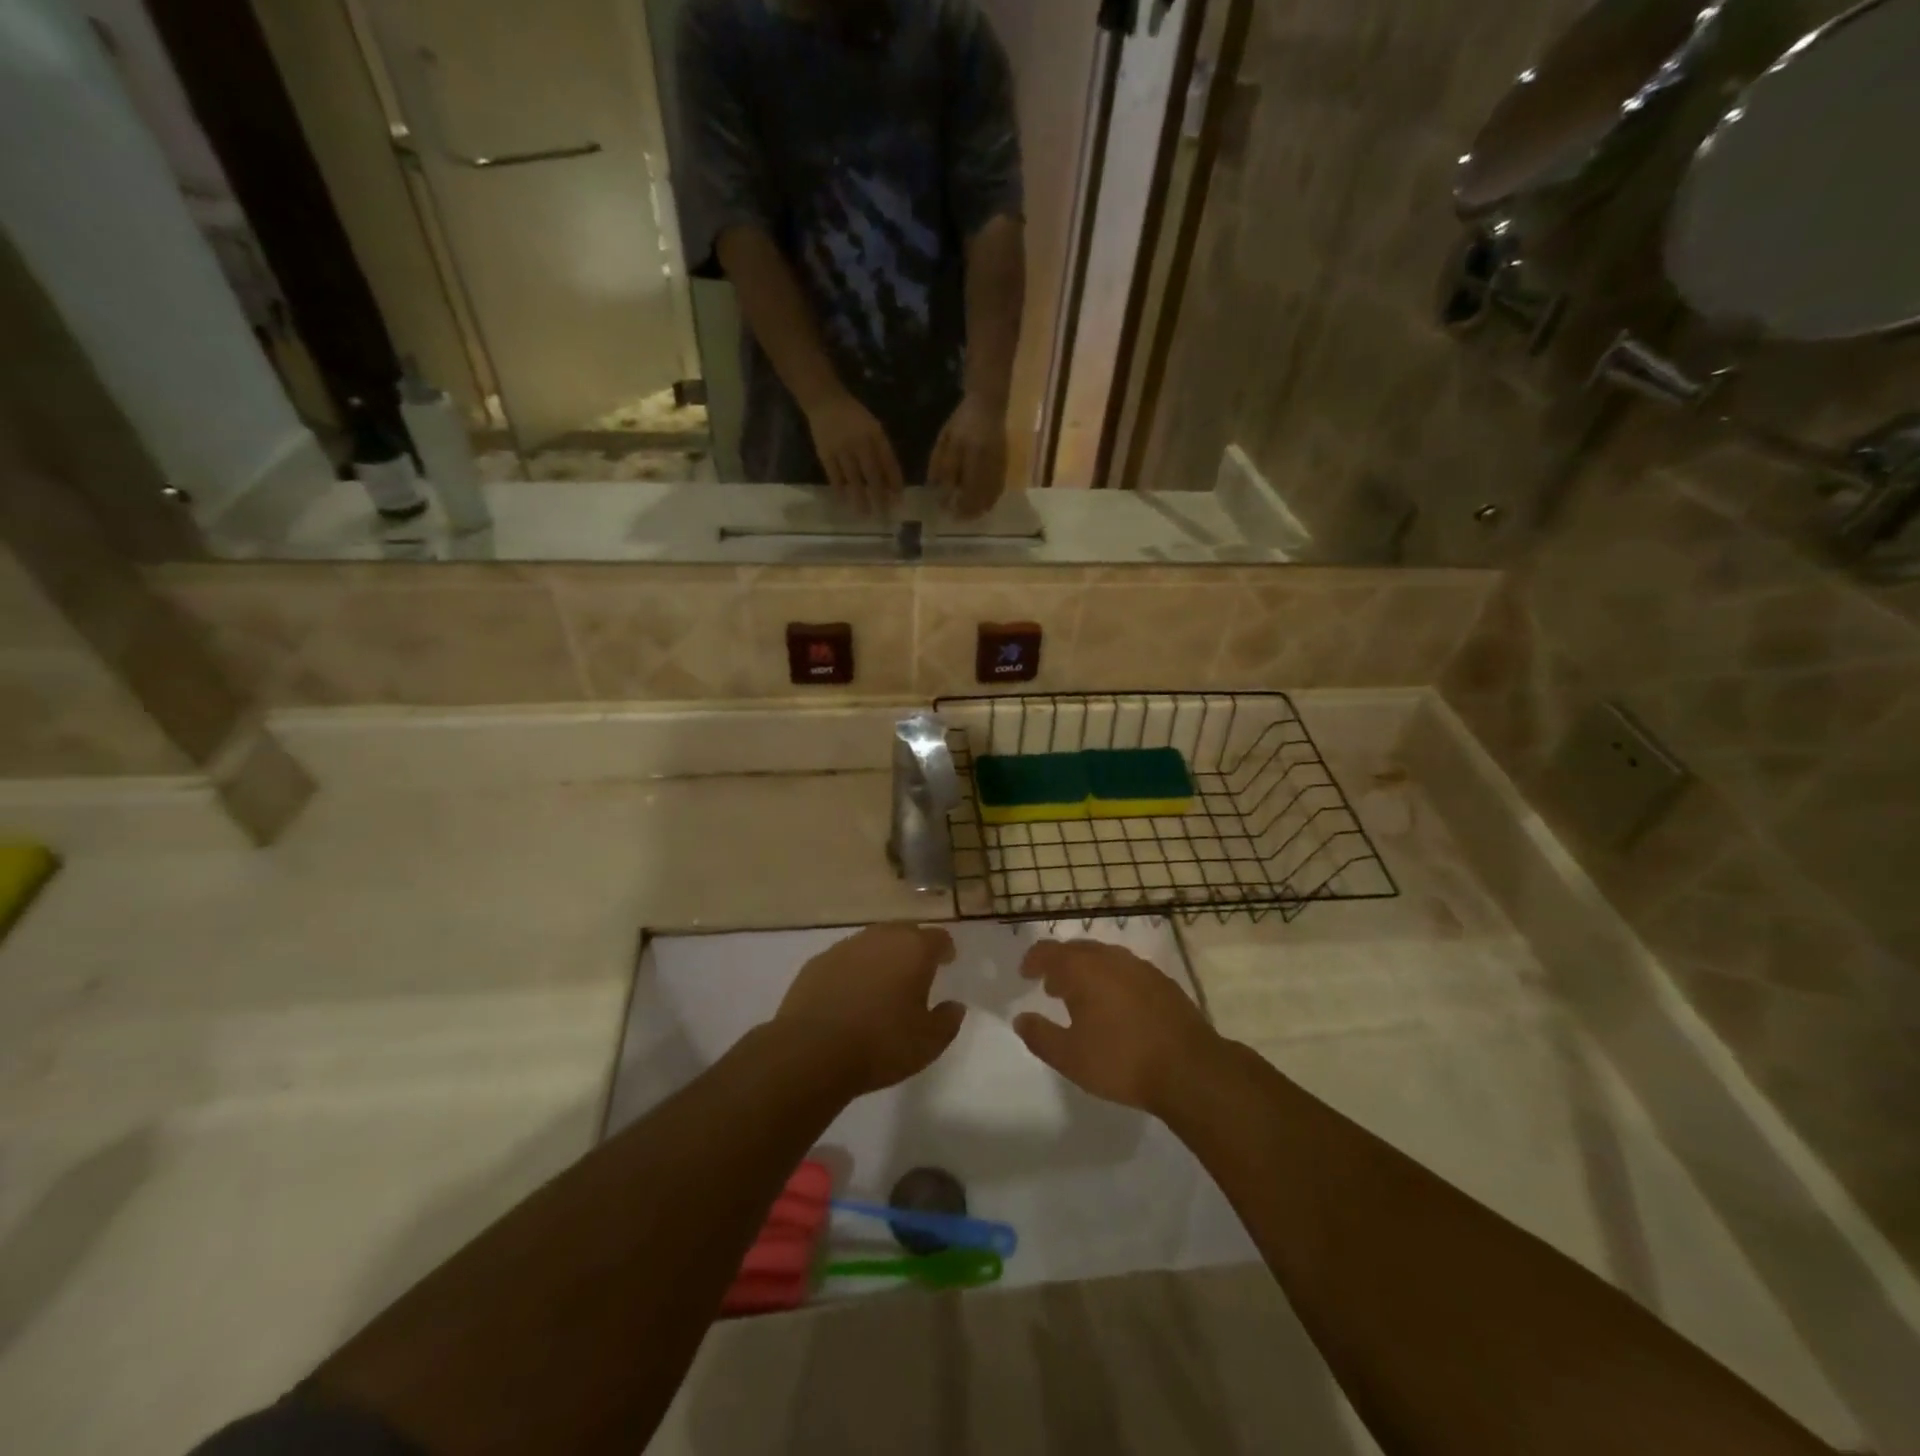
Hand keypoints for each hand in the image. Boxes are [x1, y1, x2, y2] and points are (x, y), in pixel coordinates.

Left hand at [775, 924, 962, 1094]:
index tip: (947, 962)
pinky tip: (850, 994)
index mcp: (913, 949)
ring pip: (872, 943)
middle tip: (916, 972)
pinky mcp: (817, 962)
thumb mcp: (929, 1043)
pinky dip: (853, 970)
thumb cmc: (881, 1044)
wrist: (811, 1051)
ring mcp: (845, 947)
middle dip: (913, 948)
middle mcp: (880, 938)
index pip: (938, 937)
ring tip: (883, 983)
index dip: (945, 949)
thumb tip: (954, 1006)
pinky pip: (845, 959)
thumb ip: (947, 1020)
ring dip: (881, 957)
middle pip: (904, 933)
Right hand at [806, 393, 903, 515]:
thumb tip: (890, 481)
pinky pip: (834, 475)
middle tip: (884, 514)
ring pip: (853, 478)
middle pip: (872, 474)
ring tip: (865, 514)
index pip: (889, 462)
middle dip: (879, 495)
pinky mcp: (825, 453)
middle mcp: (860, 442)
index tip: (899, 500)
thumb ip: (882, 451)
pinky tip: (844, 501)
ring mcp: (842, 449)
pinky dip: (840, 489)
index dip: (895, 481)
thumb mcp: (874, 428)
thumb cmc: (854, 417)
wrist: (825, 400)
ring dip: (860, 497)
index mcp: (875, 435)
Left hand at [928, 394, 1008, 518]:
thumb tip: (938, 492)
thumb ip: (941, 467)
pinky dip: (989, 501)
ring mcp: (1000, 468)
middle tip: (956, 517)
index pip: (967, 491)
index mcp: (974, 457)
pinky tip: (980, 504)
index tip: (947, 512)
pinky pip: (998, 491)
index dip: (958, 505)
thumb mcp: (946, 441)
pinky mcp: (1005, 468)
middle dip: (968, 512)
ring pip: (991, 498)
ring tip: (967, 513)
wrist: (989, 405)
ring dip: (979, 508)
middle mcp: (990, 466)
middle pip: (981, 499)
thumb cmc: (963, 422)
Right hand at [1013, 940, 1221, 1114]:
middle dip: (1060, 964)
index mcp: (1082, 969)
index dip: (1033, 960)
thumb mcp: (1069, 1057)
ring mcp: (1140, 967)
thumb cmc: (1121, 1060)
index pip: (1049, 951)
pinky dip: (1112, 980)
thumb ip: (1040, 1035)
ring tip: (1083, 998)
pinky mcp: (1163, 982)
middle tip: (1052, 988)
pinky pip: (1127, 970)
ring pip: (1104, 958)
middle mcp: (1110, 958)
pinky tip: (1117, 1007)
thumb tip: (1021, 1018)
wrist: (1189, 1068)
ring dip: (1088, 971)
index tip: (1025, 974)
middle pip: (1077, 950)